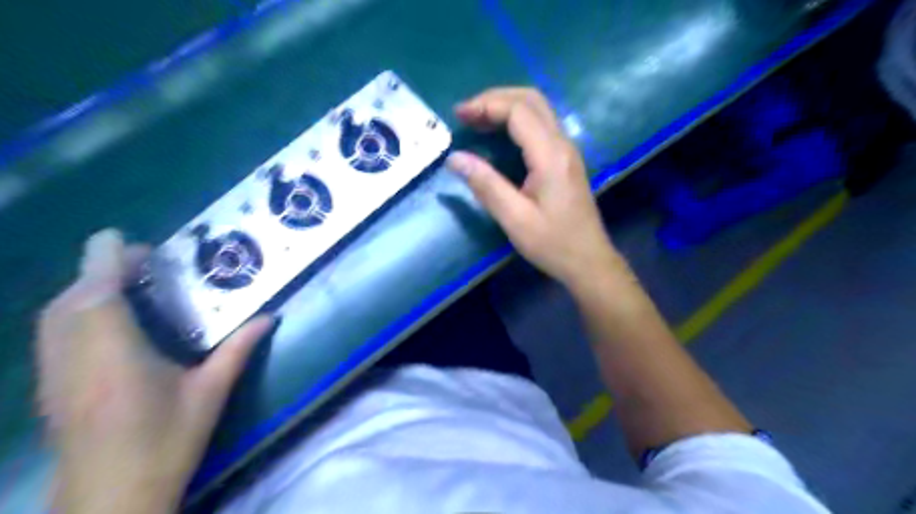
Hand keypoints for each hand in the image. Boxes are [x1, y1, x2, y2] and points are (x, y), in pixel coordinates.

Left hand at [36, 230, 270, 513]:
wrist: (111, 500)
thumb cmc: (166, 443)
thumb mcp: (210, 394)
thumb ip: (238, 349)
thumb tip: (270, 317)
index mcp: (116, 358)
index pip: (99, 297)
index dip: (105, 262)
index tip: (122, 238)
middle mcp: (75, 360)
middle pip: (70, 301)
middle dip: (97, 270)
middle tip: (139, 260)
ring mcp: (54, 376)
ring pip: (53, 317)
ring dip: (82, 289)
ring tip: (122, 281)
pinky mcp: (49, 389)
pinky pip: (52, 335)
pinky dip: (72, 311)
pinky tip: (102, 317)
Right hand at [449, 88, 618, 289]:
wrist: (589, 261)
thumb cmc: (553, 243)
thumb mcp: (514, 219)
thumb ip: (486, 185)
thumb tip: (455, 158)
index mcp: (550, 156)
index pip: (519, 111)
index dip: (487, 105)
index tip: (460, 115)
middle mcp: (563, 144)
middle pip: (532, 100)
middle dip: (496, 98)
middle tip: (466, 113)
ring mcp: (567, 151)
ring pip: (539, 109)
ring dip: (507, 106)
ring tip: (478, 119)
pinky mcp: (566, 160)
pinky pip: (542, 125)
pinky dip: (517, 120)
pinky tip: (500, 134)